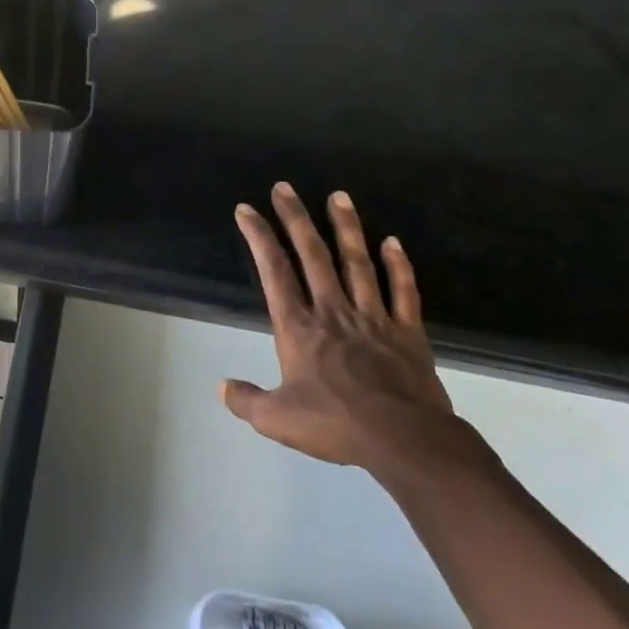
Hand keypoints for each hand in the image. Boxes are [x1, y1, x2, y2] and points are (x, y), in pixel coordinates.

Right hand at [223, 184, 461, 473]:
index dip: (258, 237)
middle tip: (285, 187)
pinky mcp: (407, 333)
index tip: (247, 209)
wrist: (406, 442)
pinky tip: (392, 242)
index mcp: (299, 328)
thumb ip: (246, 401)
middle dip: (296, 218)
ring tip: (339, 196)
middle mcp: (333, 311)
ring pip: (358, 263)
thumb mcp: (276, 420)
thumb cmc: (336, 425)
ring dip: (347, 228)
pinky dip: (398, 265)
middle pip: (313, 255)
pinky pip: (402, 291)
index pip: (274, 271)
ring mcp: (374, 318)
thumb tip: (221, 387)